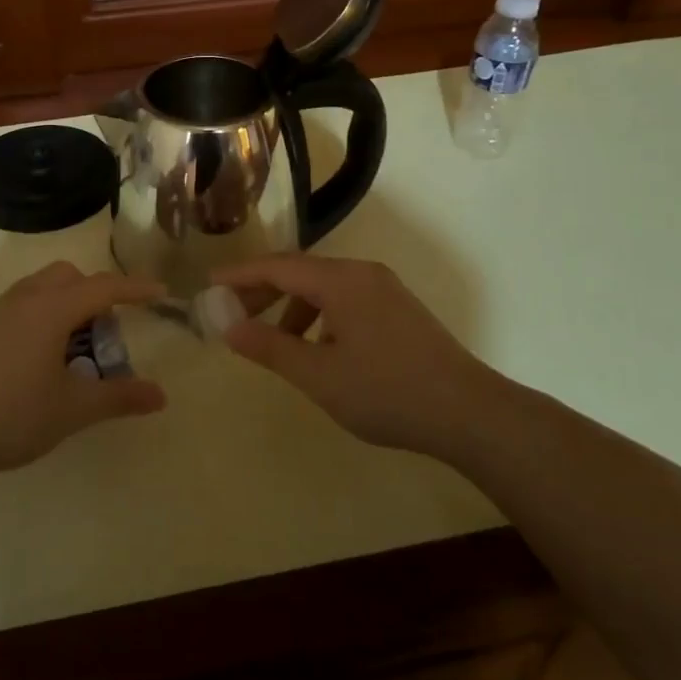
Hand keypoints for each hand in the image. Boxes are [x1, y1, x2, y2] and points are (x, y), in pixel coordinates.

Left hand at [0, 261, 167, 484]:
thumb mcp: (72, 409)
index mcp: (51, 308)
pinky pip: (25, 304)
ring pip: (44, 288)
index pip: (104, 287)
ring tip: (77, 351)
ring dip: (69, 305)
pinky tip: (43, 360)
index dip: (136, 289)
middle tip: (107, 337)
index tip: (161, 294)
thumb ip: (119, 397)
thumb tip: (161, 395)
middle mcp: (25, 298)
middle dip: (97, 295)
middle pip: (71, 277)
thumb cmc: (10, 416)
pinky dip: (46, 315)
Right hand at [212, 254, 494, 458]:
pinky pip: (345, 299)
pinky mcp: (399, 309)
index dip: (240, 274)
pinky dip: (319, 315)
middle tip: (232, 312)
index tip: (209, 283)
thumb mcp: (319, 375)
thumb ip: (270, 347)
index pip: (278, 266)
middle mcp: (363, 274)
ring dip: (291, 306)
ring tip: (272, 338)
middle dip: (263, 290)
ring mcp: (385, 290)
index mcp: (341, 281)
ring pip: (324, 287)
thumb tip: (229, 326)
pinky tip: (318, 348)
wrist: (471, 413)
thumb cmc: (387, 392)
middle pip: (300, 271)